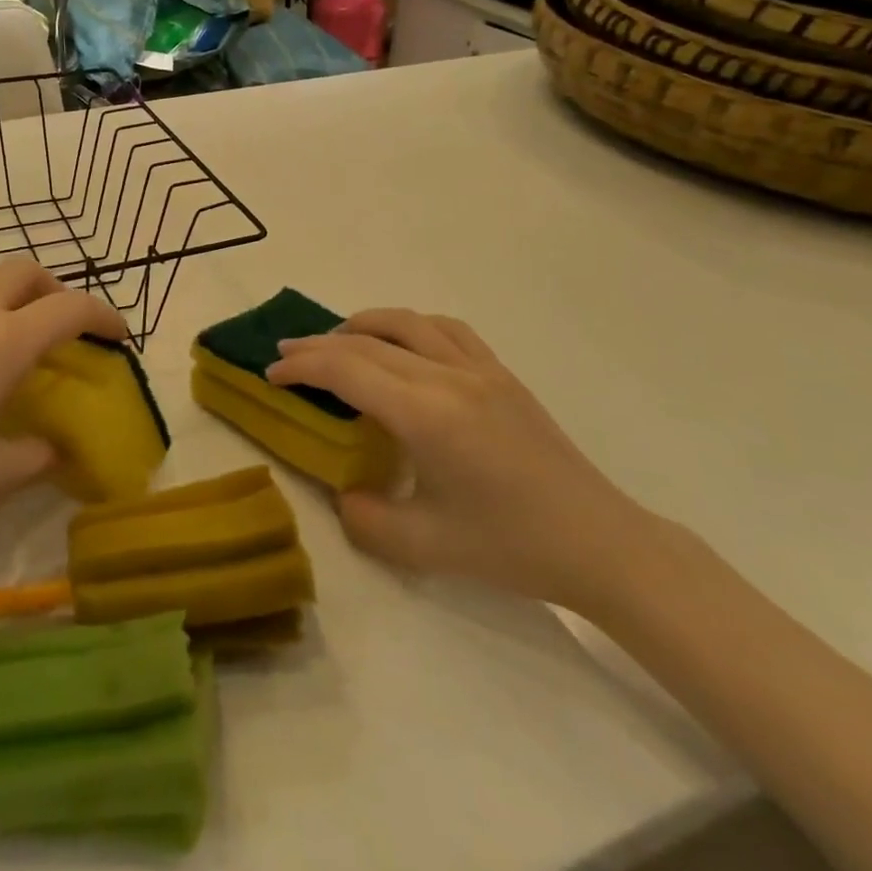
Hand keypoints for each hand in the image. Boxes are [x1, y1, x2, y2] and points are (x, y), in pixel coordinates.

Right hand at [269, 309, 663, 612]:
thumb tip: (344, 492)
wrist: (600, 543)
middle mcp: (449, 378)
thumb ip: (365, 518)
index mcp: (426, 415)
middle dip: (318, 344)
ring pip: (407, 323)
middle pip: (368, 341)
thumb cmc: (511, 547)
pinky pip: (446, 330)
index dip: (302, 367)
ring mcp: (480, 369)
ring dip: (362, 324)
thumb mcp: (424, 547)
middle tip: (285, 354)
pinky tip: (402, 344)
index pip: (347, 370)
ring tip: (336, 339)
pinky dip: (410, 326)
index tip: (271, 374)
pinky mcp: (502, 374)